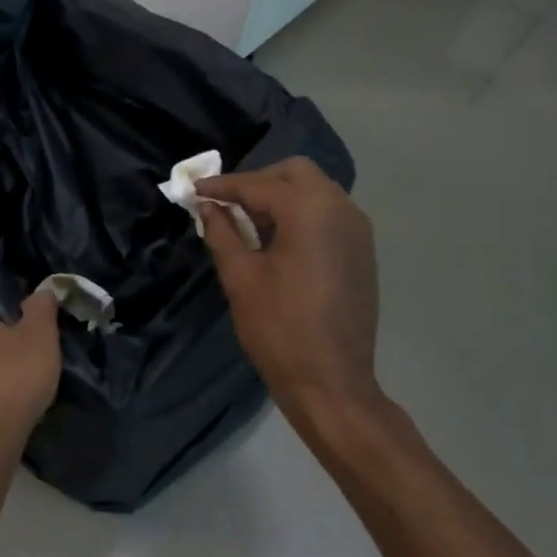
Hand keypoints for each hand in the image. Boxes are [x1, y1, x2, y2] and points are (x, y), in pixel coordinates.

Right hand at [197, 157, 382, 428]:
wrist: (332, 383)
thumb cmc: (280, 329)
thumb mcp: (241, 277)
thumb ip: (222, 232)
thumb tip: (208, 206)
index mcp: (309, 210)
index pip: (258, 184)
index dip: (222, 186)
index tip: (194, 190)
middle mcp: (340, 208)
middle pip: (294, 173)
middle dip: (258, 181)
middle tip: (227, 204)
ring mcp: (357, 229)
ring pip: (315, 190)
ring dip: (281, 196)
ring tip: (249, 223)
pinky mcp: (362, 250)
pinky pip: (328, 213)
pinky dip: (302, 213)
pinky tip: (279, 240)